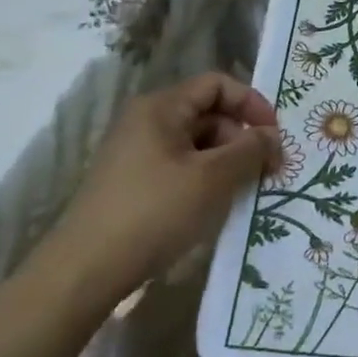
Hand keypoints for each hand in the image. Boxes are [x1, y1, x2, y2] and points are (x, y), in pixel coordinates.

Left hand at [49, 72, 278, 309]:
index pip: (217, 84)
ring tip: (245, 192)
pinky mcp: (132, 184)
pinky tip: (216, 206)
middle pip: (208, 114)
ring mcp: (136, 154)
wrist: (83, 272)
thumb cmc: (153, 212)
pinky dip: (204, 179)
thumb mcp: (212, 178)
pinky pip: (180, 167)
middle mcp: (146, 121)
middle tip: (266, 171)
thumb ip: (250, 150)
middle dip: (241, 137)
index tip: (274, 136)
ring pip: (196, 144)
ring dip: (226, 162)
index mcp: (161, 107)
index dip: (251, 103)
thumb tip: (272, 137)